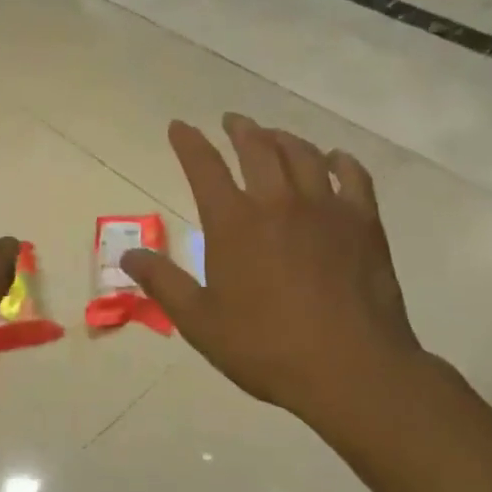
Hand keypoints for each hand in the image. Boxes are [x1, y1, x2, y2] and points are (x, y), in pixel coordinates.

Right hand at [121, 114, 436, 429]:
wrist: (351, 370)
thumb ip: (163, 283)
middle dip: (240, 129)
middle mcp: (277, 202)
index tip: (179, 126)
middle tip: (232, 121)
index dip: (188, 142)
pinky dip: (340, 161)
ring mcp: (325, 208)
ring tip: (274, 135)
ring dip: (283, 138)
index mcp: (233, 223)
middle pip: (256, 148)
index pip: (203, 166)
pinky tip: (334, 159)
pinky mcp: (363, 223)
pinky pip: (353, 176)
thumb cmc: (267, 348)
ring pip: (302, 154)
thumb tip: (127, 256)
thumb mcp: (200, 322)